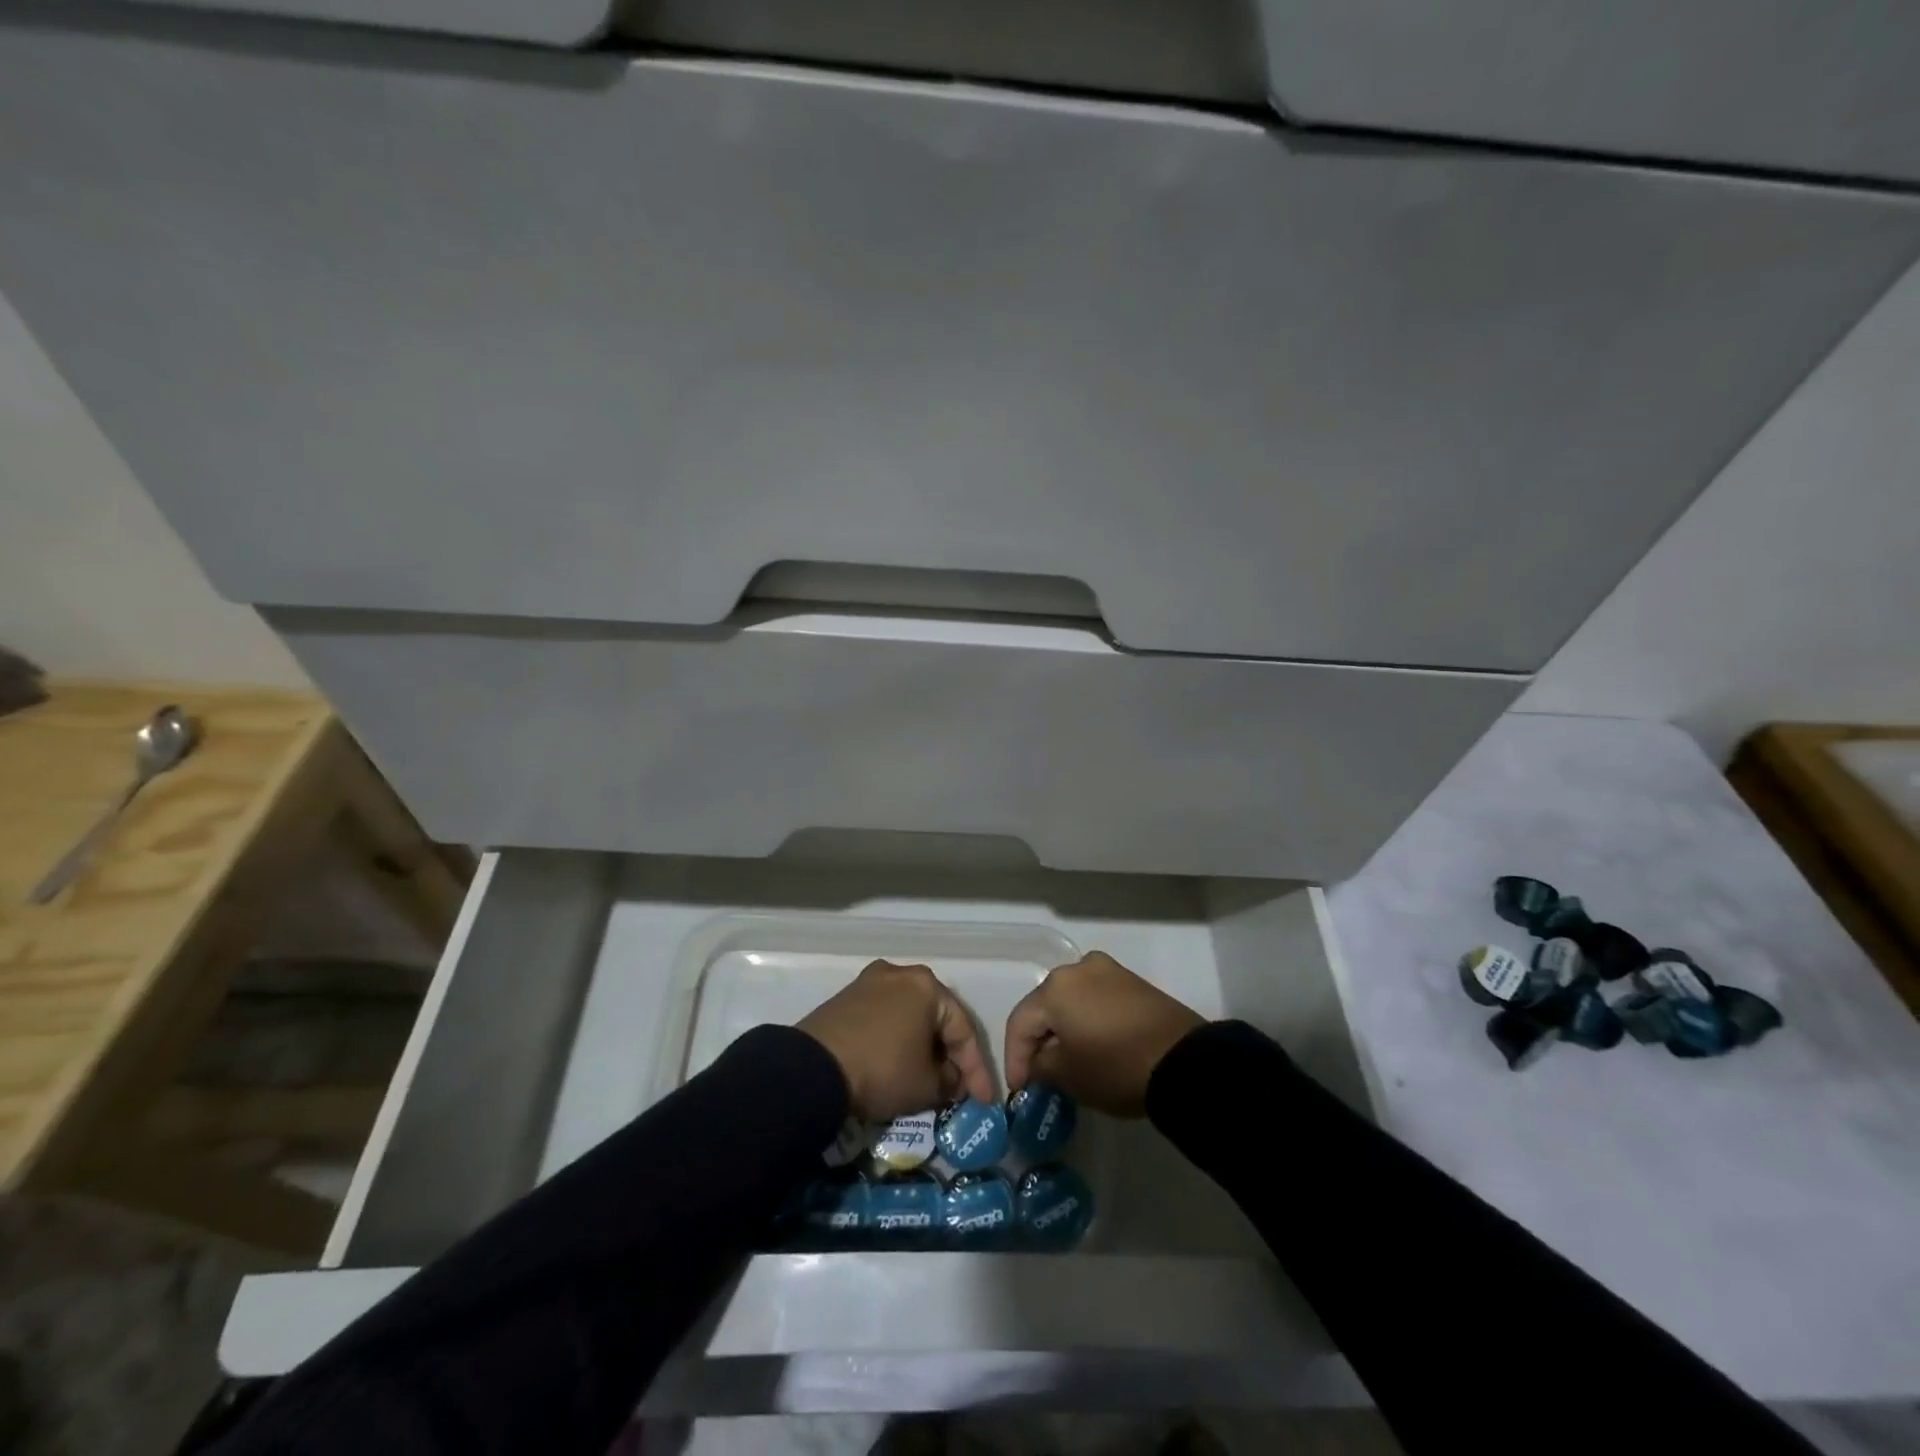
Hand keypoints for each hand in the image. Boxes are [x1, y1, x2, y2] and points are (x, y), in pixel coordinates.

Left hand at [798, 960, 995, 1122]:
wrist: (813, 1069)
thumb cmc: (882, 1069)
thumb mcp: (926, 1086)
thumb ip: (949, 1082)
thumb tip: (950, 1080)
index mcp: (927, 985)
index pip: (963, 1028)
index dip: (976, 1069)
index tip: (983, 1100)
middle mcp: (900, 973)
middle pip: (936, 1017)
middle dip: (948, 1054)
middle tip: (957, 1087)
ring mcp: (869, 982)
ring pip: (909, 1016)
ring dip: (922, 1047)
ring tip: (929, 1078)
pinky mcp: (846, 998)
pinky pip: (884, 1018)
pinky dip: (897, 1040)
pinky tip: (899, 1064)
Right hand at [1003, 952, 1205, 1117]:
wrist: (1184, 1061)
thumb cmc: (1115, 1067)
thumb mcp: (1069, 1076)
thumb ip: (1041, 1066)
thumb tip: (1038, 1063)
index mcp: (1055, 987)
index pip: (1020, 1022)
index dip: (1014, 1058)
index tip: (1019, 1089)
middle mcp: (1078, 968)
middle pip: (1045, 1006)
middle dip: (1038, 1040)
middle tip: (1038, 1074)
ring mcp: (1108, 971)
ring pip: (1071, 1001)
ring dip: (1063, 1029)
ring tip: (1065, 1061)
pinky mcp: (1132, 982)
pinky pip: (1096, 1000)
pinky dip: (1087, 1021)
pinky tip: (1091, 1046)